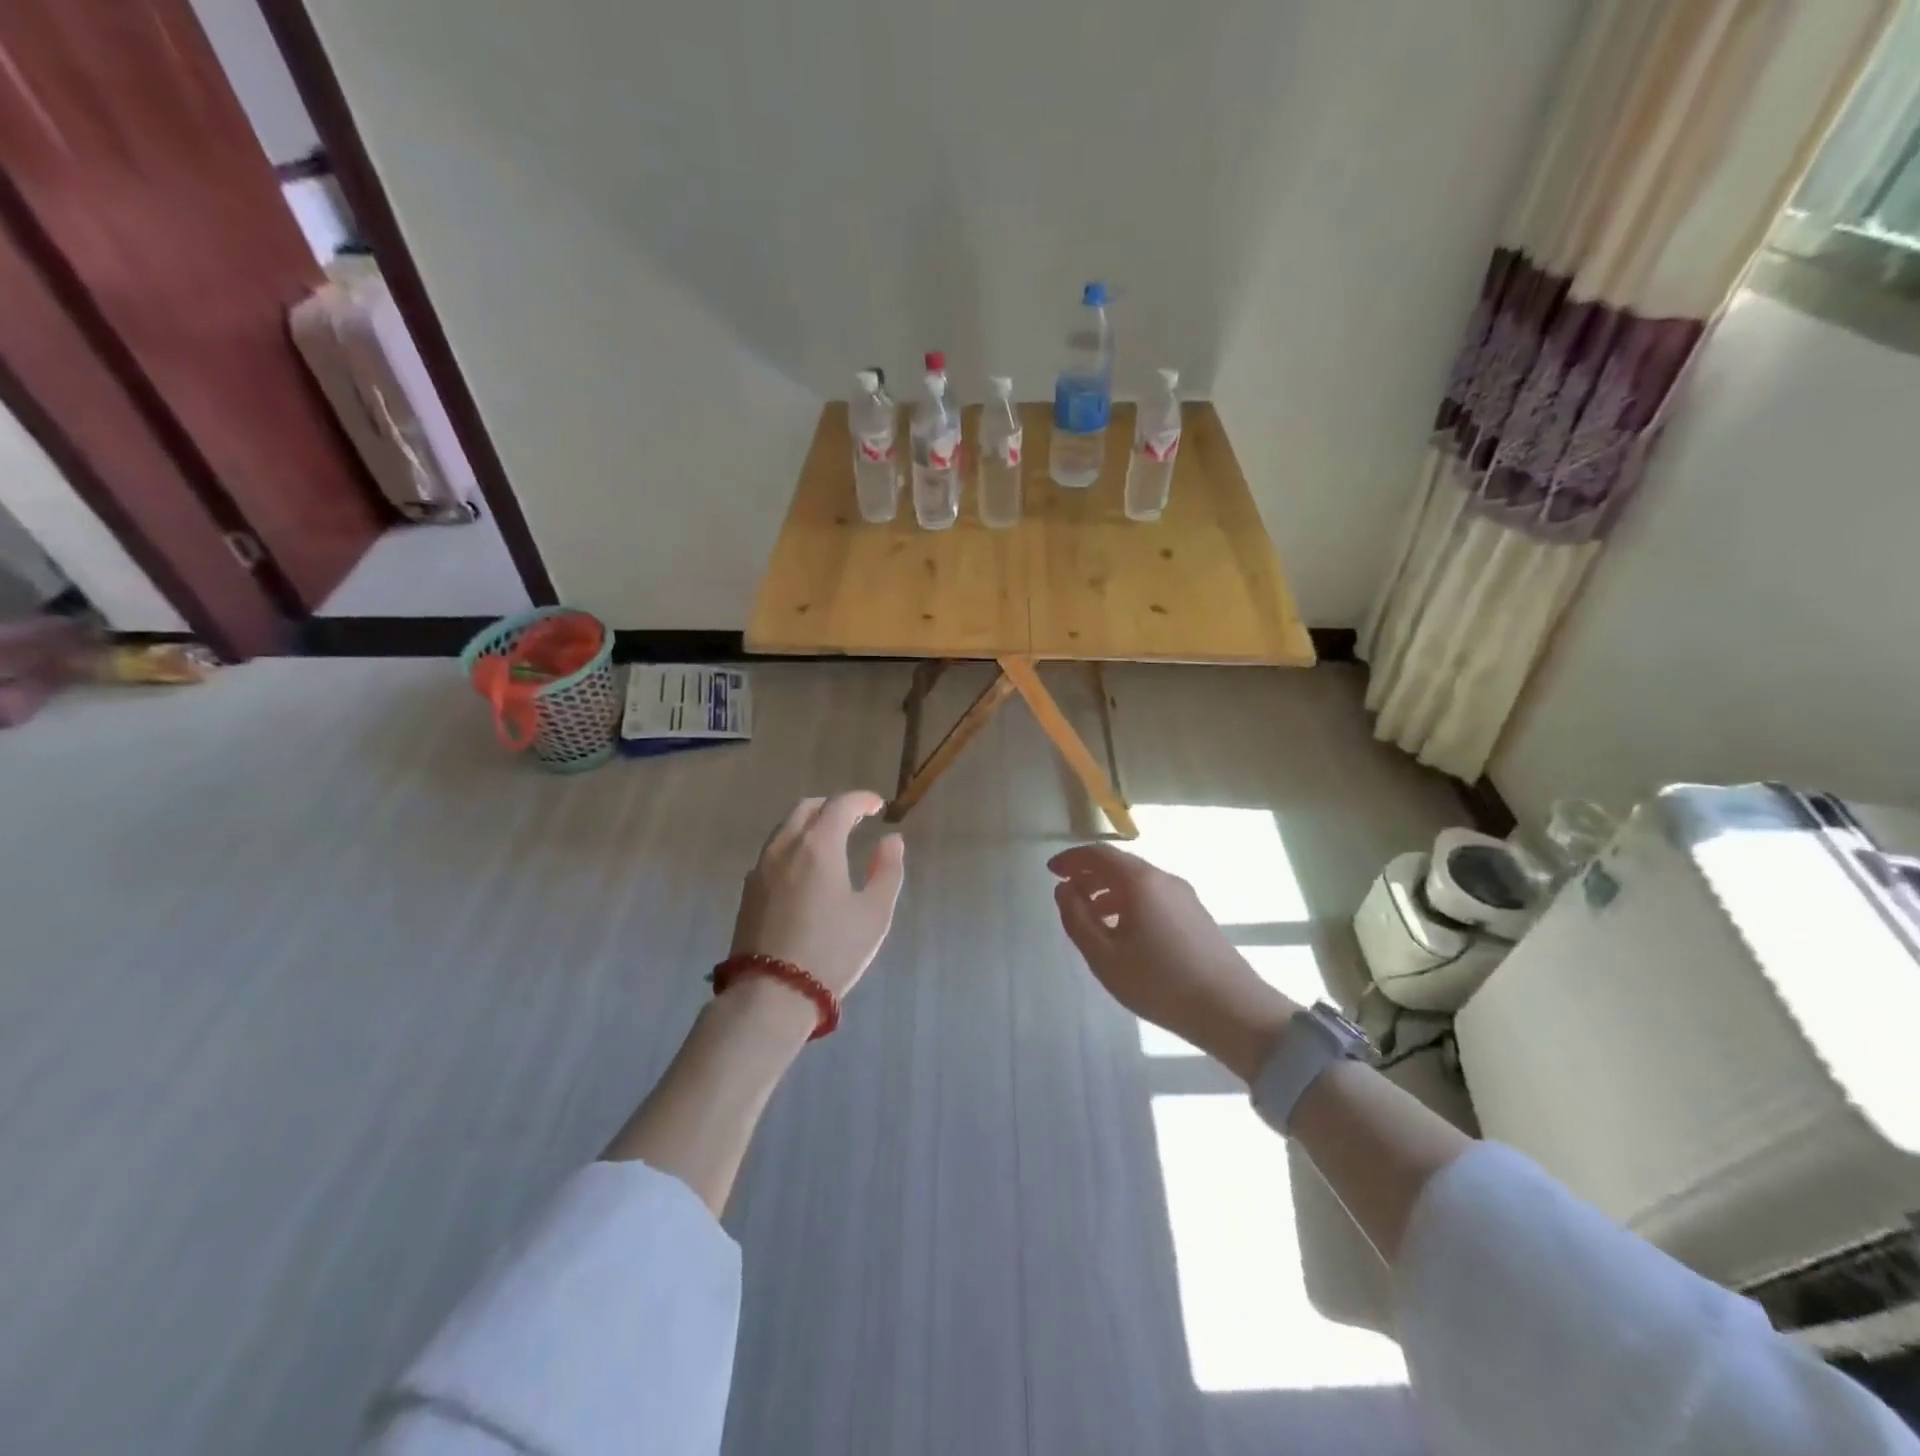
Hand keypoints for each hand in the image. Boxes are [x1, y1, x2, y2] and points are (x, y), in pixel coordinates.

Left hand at [731, 792, 906, 1005]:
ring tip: (831, 842)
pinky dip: (793, 845)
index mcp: (819, 845)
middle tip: (855, 819)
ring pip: (785, 828)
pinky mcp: (748, 890)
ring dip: (810, 824)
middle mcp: (785, 847)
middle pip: (807, 809)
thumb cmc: (832, 951)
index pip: (840, 805)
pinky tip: (805, 869)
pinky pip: (773, 851)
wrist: (772, 993)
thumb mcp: (874, 913)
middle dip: (833, 807)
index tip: (877, 806)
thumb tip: (891, 840)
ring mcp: (761, 868)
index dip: (861, 799)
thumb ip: (887, 870)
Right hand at [1049, 843, 1299, 1080]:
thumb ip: (1077, 918)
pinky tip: (1123, 932)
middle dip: (1089, 874)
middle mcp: (1163, 879)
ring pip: (1137, 882)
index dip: (1071, 859)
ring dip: (1108, 891)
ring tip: (1091, 917)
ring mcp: (1184, 896)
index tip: (1051, 871)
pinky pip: (1153, 896)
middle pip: (1119, 865)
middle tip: (1067, 894)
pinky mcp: (1196, 914)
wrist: (1231, 1010)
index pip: (1098, 854)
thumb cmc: (1159, 982)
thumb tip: (1064, 889)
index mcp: (1140, 881)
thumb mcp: (1104, 956)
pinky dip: (1129, 902)